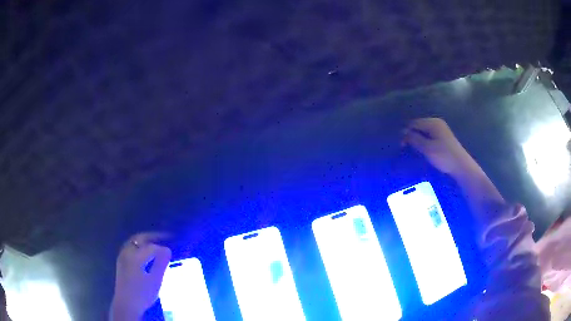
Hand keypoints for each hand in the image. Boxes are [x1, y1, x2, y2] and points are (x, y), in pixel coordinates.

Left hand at [111, 232, 171, 320]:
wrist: (126, 304)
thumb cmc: (142, 294)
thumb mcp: (155, 281)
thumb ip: (161, 264)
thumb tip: (167, 250)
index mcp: (135, 257)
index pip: (151, 247)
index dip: (162, 248)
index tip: (172, 251)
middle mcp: (127, 253)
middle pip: (139, 238)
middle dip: (152, 236)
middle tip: (165, 236)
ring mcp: (122, 256)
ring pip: (133, 241)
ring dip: (145, 240)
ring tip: (156, 242)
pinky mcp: (121, 261)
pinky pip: (130, 246)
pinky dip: (139, 245)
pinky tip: (145, 252)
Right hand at [402, 118, 476, 175]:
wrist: (461, 166)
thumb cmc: (444, 156)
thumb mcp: (427, 148)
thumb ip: (414, 139)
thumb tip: (404, 133)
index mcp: (432, 123)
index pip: (414, 123)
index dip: (406, 132)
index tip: (401, 145)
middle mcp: (436, 123)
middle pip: (419, 126)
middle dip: (412, 135)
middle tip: (406, 149)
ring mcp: (441, 130)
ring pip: (424, 132)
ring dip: (418, 139)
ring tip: (414, 150)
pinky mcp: (443, 137)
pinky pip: (430, 136)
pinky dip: (424, 141)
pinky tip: (423, 150)